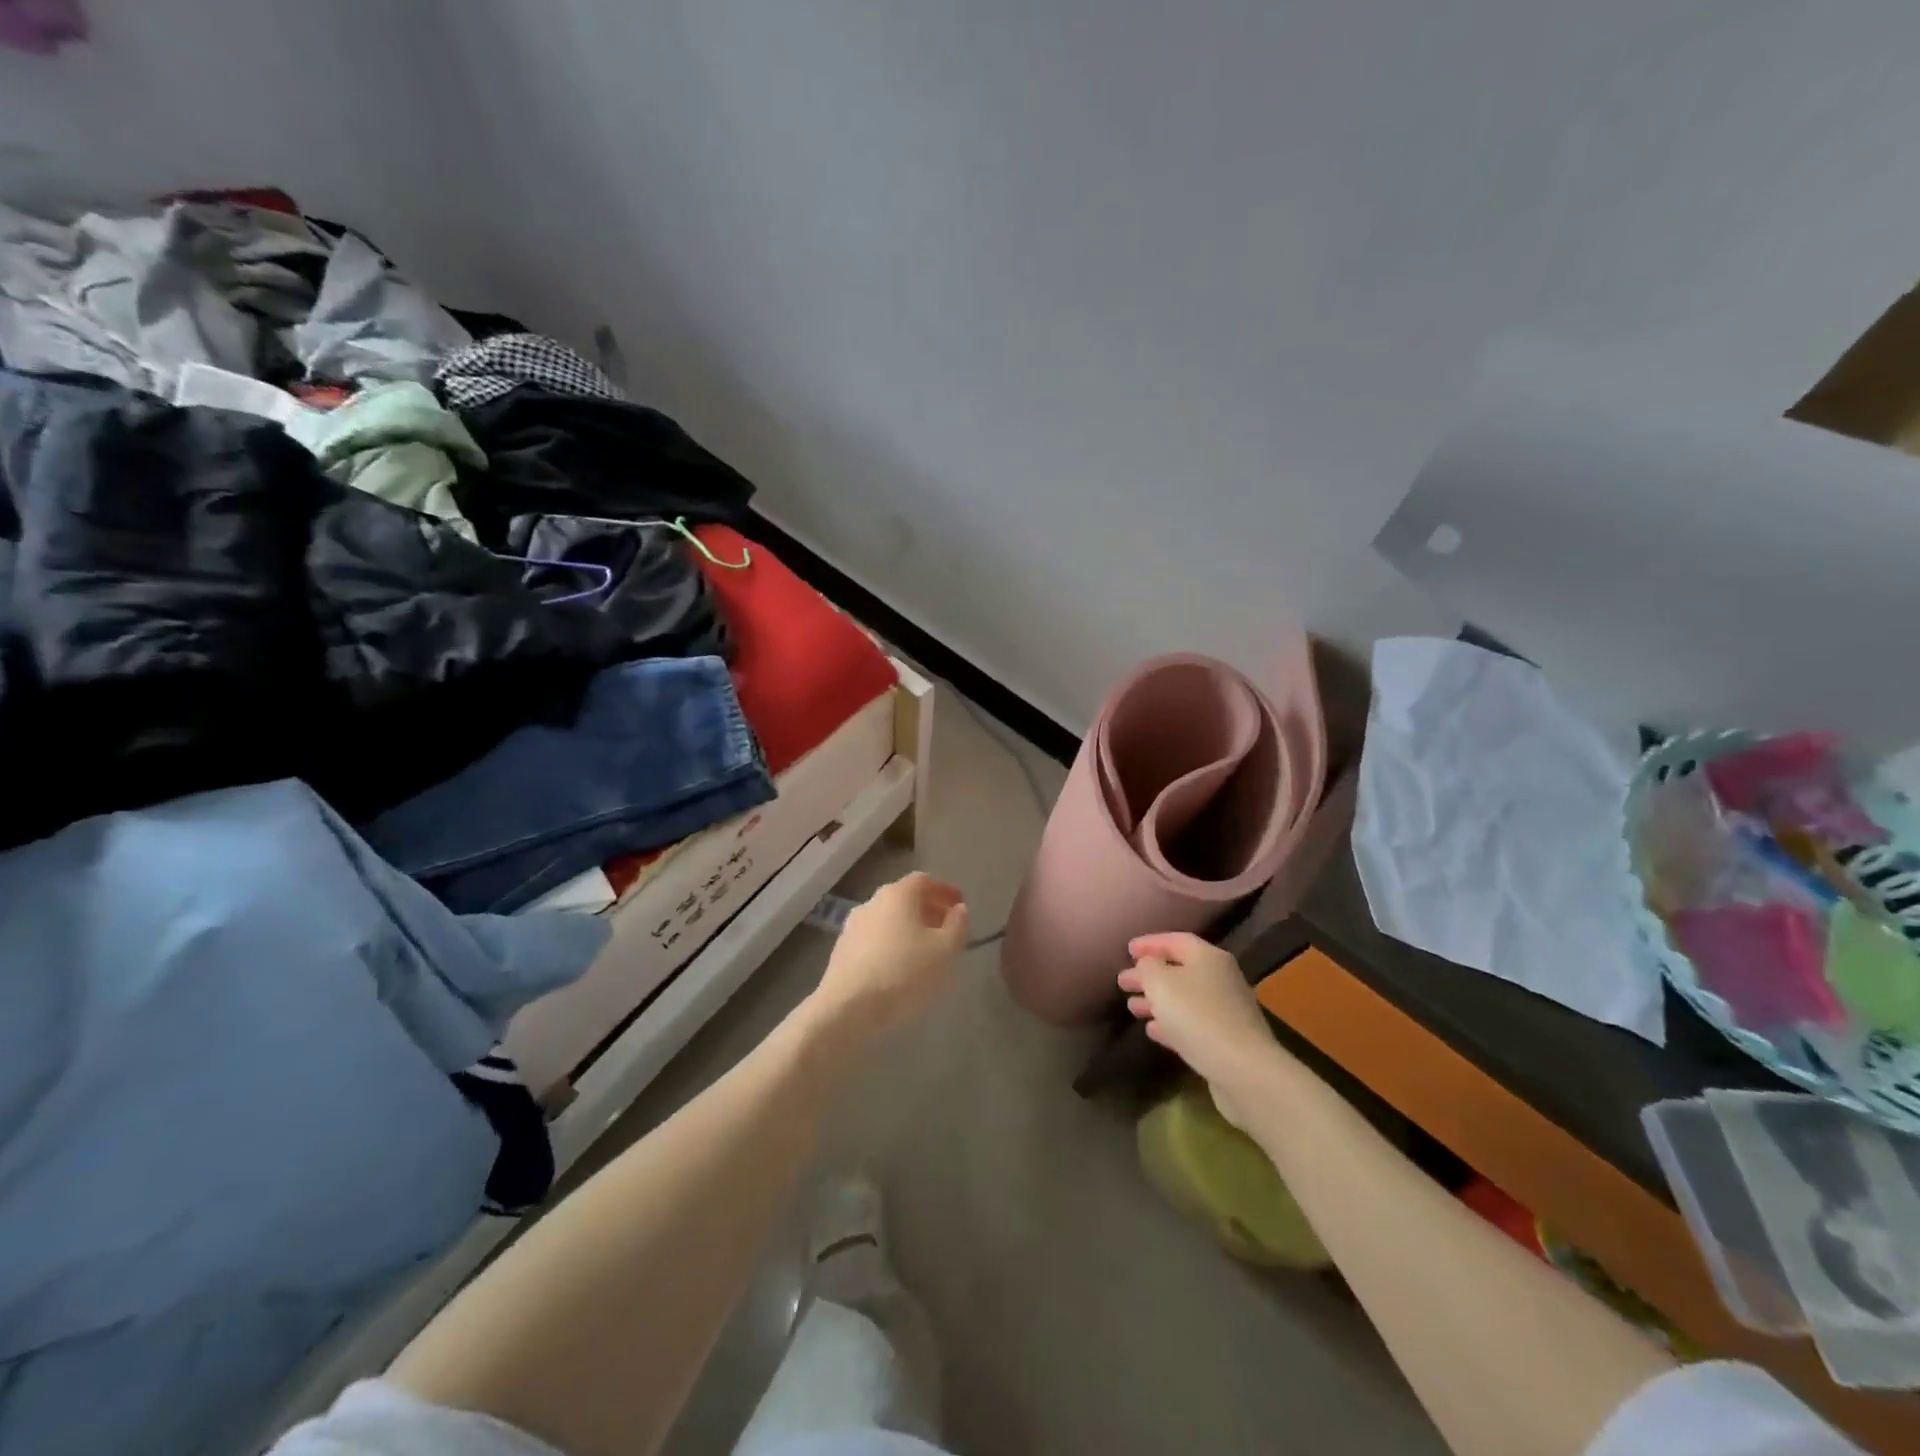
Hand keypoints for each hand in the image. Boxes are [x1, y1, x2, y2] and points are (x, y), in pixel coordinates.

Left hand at [807, 872, 968, 1045]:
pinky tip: (899, 967)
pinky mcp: (841, 952)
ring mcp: (852, 927)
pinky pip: (873, 940)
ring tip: (925, 951)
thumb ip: (957, 926)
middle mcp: (872, 902)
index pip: (924, 881)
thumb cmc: (905, 973)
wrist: (848, 1009)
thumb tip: (959, 909)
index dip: (944, 891)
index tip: (960, 906)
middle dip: (927, 910)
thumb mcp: (946, 951)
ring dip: (908, 929)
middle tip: (946, 929)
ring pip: (887, 920)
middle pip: (904, 898)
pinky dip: (890, 945)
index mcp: (898, 894)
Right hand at [1119, 933, 1279, 1128]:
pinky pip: (1192, 1023)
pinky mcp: (1226, 1039)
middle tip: (1123, 981)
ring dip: (1157, 1001)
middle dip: (1149, 975)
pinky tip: (1152, 1030)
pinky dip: (1171, 1023)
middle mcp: (1221, 978)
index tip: (1127, 950)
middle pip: (1179, 970)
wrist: (1243, 1070)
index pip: (1175, 940)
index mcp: (1208, 957)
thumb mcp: (1161, 983)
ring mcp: (1226, 1010)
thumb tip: (1148, 964)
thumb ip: (1148, 966)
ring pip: (1184, 998)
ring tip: (1132, 1007)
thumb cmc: (1196, 1016)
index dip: (1150, 943)